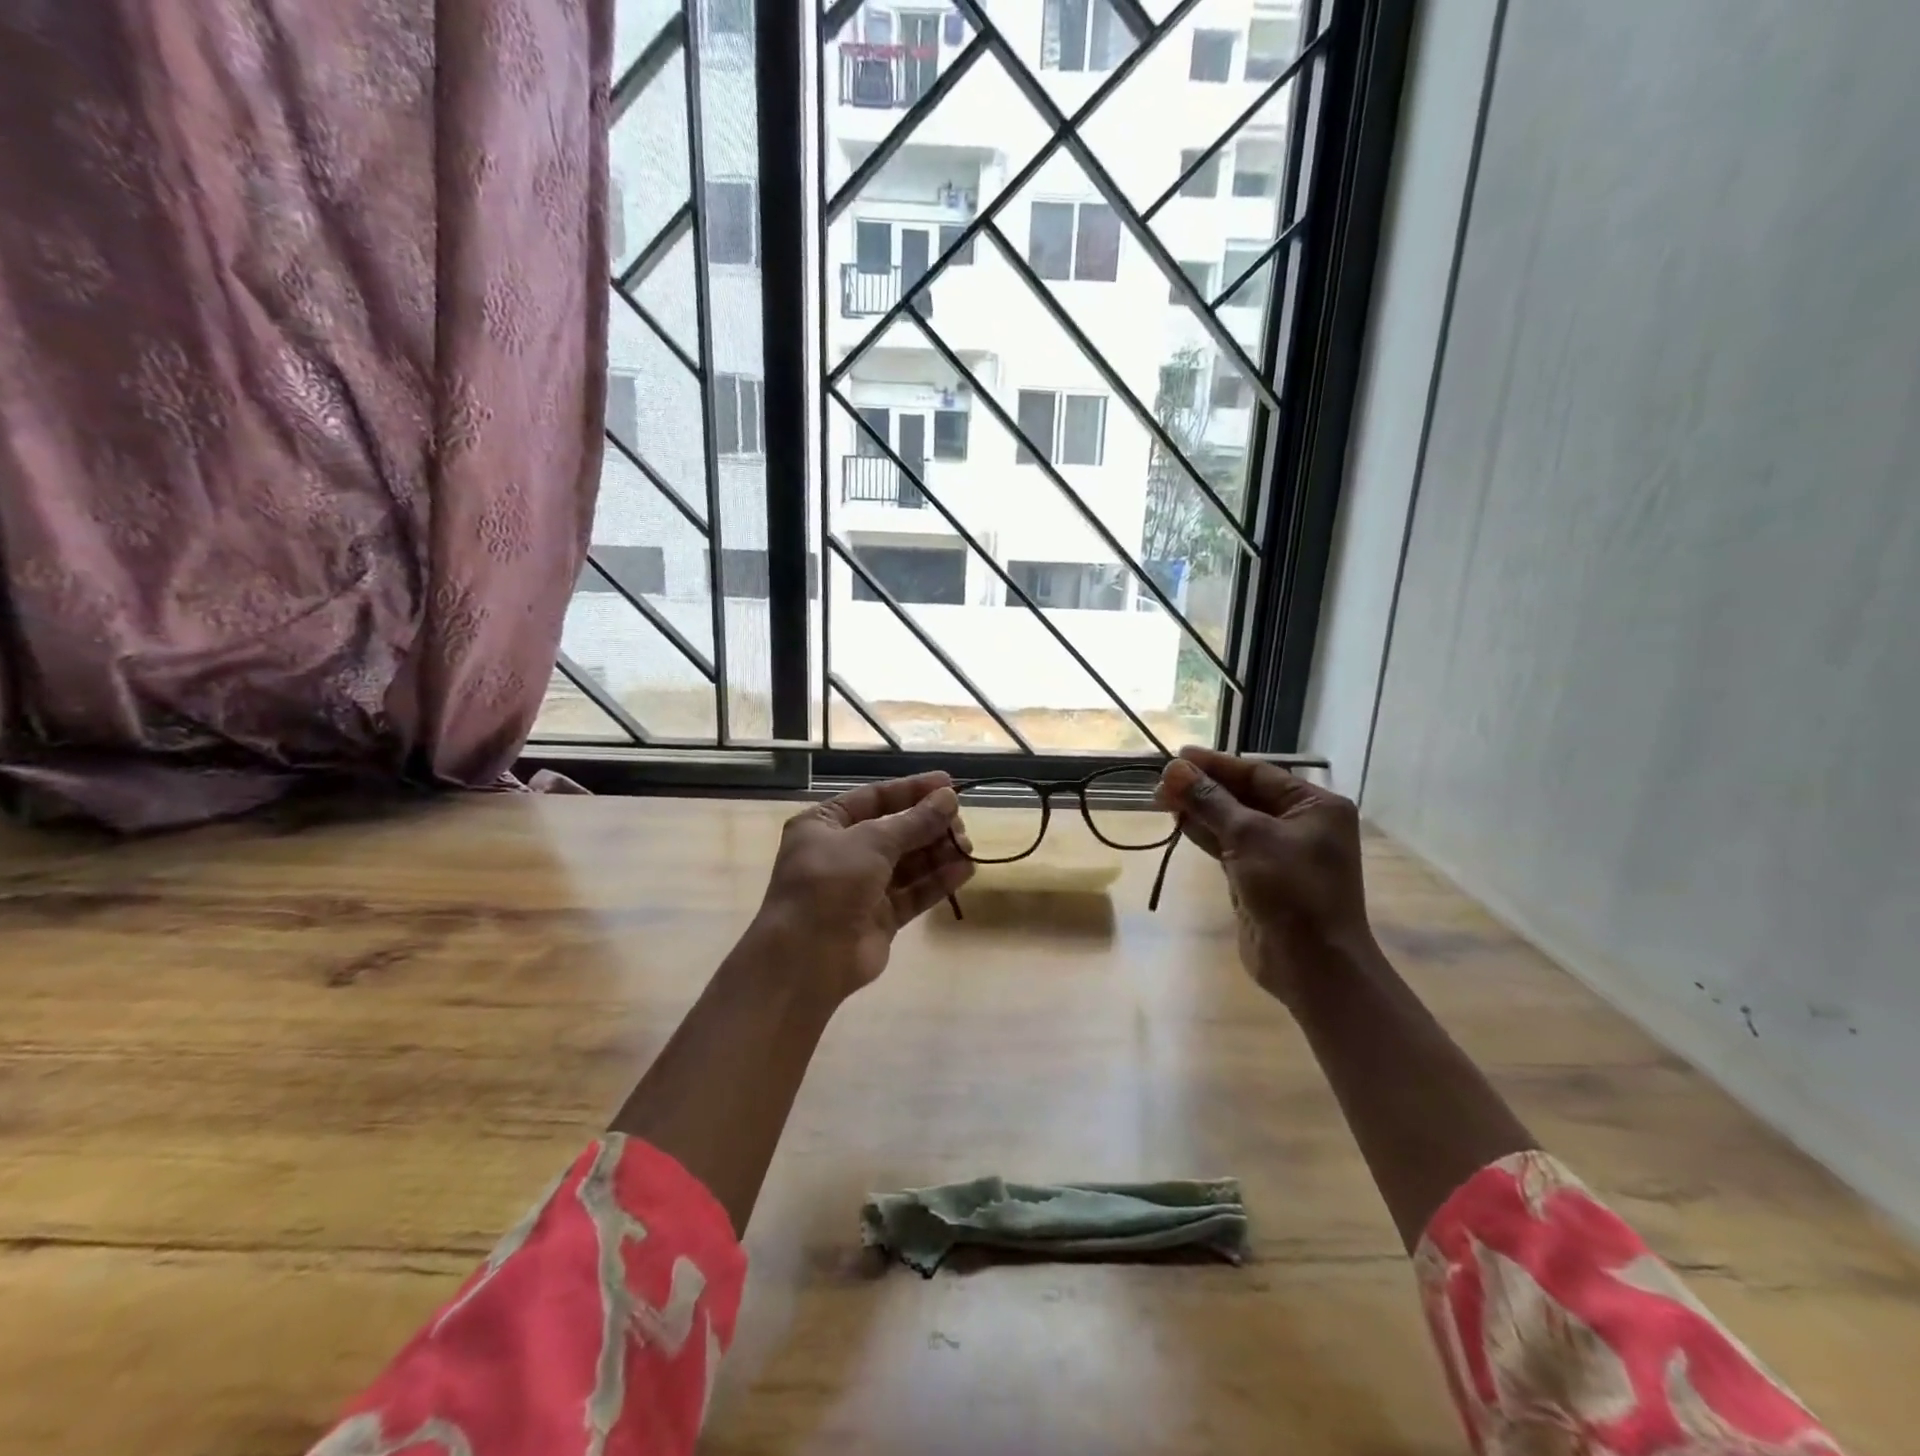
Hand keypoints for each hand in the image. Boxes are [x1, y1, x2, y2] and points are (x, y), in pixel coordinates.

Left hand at [751, 771, 973, 1003]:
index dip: (912, 790)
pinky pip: (913, 893)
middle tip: (961, 823)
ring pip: (907, 863)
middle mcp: (842, 853)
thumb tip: (949, 797)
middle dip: (929, 825)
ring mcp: (861, 888)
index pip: (874, 798)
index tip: (949, 783)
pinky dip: (938, 881)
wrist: (807, 958)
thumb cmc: (830, 883)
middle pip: (895, 831)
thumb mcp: (872, 841)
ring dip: (937, 852)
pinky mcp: (880, 918)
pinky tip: (965, 870)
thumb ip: (914, 821)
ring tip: (967, 846)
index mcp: (825, 825)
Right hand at [1155, 746, 1371, 1008]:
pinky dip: (1204, 834)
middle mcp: (1299, 825)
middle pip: (1243, 796)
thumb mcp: (1250, 837)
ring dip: (1198, 810)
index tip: (1177, 757)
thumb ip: (1211, 801)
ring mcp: (1279, 853)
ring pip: (1232, 821)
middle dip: (1203, 788)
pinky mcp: (1259, 878)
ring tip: (1160, 799)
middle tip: (1160, 783)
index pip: (1258, 774)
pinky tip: (1178, 822)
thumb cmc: (1292, 891)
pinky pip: (1228, 846)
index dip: (1216, 765)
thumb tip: (1174, 769)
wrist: (1312, 966)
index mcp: (1314, 806)